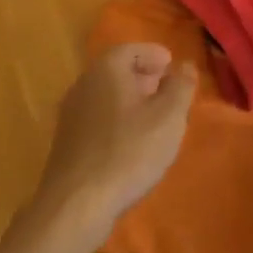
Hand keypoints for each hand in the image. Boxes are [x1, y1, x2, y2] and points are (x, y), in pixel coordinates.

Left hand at [33, 44, 196, 243]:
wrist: (76, 203)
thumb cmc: (128, 152)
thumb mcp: (168, 118)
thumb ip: (181, 87)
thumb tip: (185, 65)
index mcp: (106, 70)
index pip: (130, 49)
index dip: (153, 54)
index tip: (171, 65)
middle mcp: (84, 84)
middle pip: (116, 70)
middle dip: (143, 76)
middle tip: (167, 89)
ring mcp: (71, 114)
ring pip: (105, 95)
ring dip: (130, 99)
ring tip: (154, 117)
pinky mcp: (67, 141)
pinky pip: (97, 117)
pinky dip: (116, 119)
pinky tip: (131, 142)